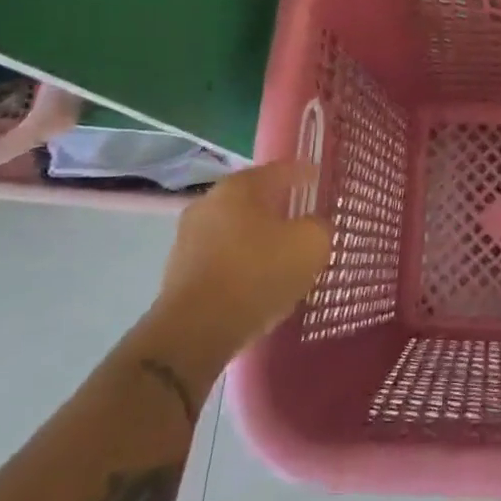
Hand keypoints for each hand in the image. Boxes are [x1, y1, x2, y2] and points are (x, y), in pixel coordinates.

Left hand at [154, 160, 330, 353]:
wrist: (196, 330)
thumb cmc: (258, 273)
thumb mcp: (310, 245)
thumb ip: (320, 227)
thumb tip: (315, 225)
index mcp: (238, 188)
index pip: (278, 170)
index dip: (302, 172)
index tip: (318, 175)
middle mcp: (207, 205)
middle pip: (253, 200)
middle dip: (278, 207)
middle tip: (304, 215)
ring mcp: (188, 240)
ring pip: (237, 231)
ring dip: (260, 238)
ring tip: (285, 253)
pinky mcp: (181, 274)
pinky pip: (224, 259)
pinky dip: (244, 263)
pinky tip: (261, 280)